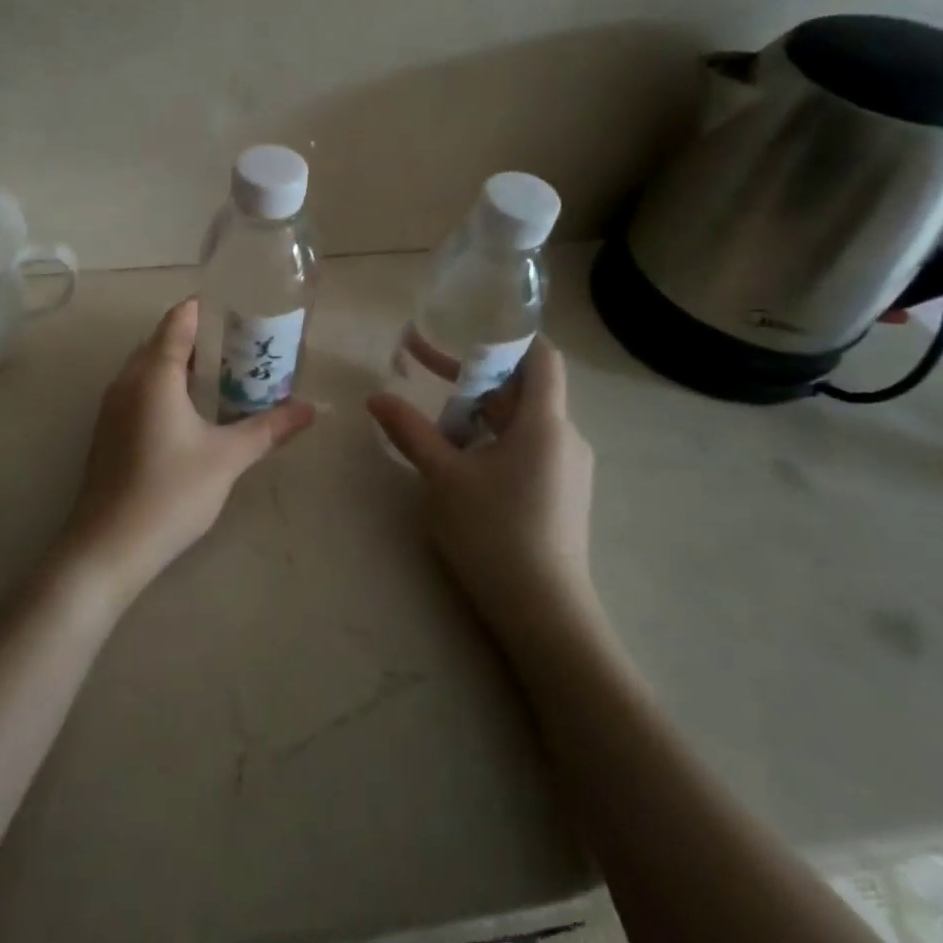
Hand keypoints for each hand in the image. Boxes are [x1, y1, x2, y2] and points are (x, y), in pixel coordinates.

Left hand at [61, 299, 315, 609]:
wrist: (108, 547)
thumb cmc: (171, 493)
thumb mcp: (228, 458)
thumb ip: (270, 428)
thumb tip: (312, 409)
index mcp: (153, 374)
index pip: (178, 320)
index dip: (207, 308)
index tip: (240, 308)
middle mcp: (127, 380)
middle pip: (163, 340)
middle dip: (200, 337)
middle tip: (242, 344)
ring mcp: (112, 406)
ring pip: (149, 367)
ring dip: (182, 363)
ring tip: (224, 374)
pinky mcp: (108, 430)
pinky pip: (139, 390)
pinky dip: (166, 386)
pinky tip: (192, 411)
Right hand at [367, 337, 596, 641]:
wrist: (544, 614)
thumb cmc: (494, 533)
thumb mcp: (443, 477)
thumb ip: (410, 432)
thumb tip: (375, 398)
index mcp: (544, 423)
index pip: (541, 357)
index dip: (509, 336)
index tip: (468, 328)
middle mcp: (564, 438)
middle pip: (522, 389)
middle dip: (473, 377)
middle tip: (423, 368)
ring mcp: (566, 469)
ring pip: (520, 422)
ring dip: (478, 413)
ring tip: (435, 422)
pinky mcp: (561, 495)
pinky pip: (526, 449)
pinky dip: (492, 440)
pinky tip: (461, 461)